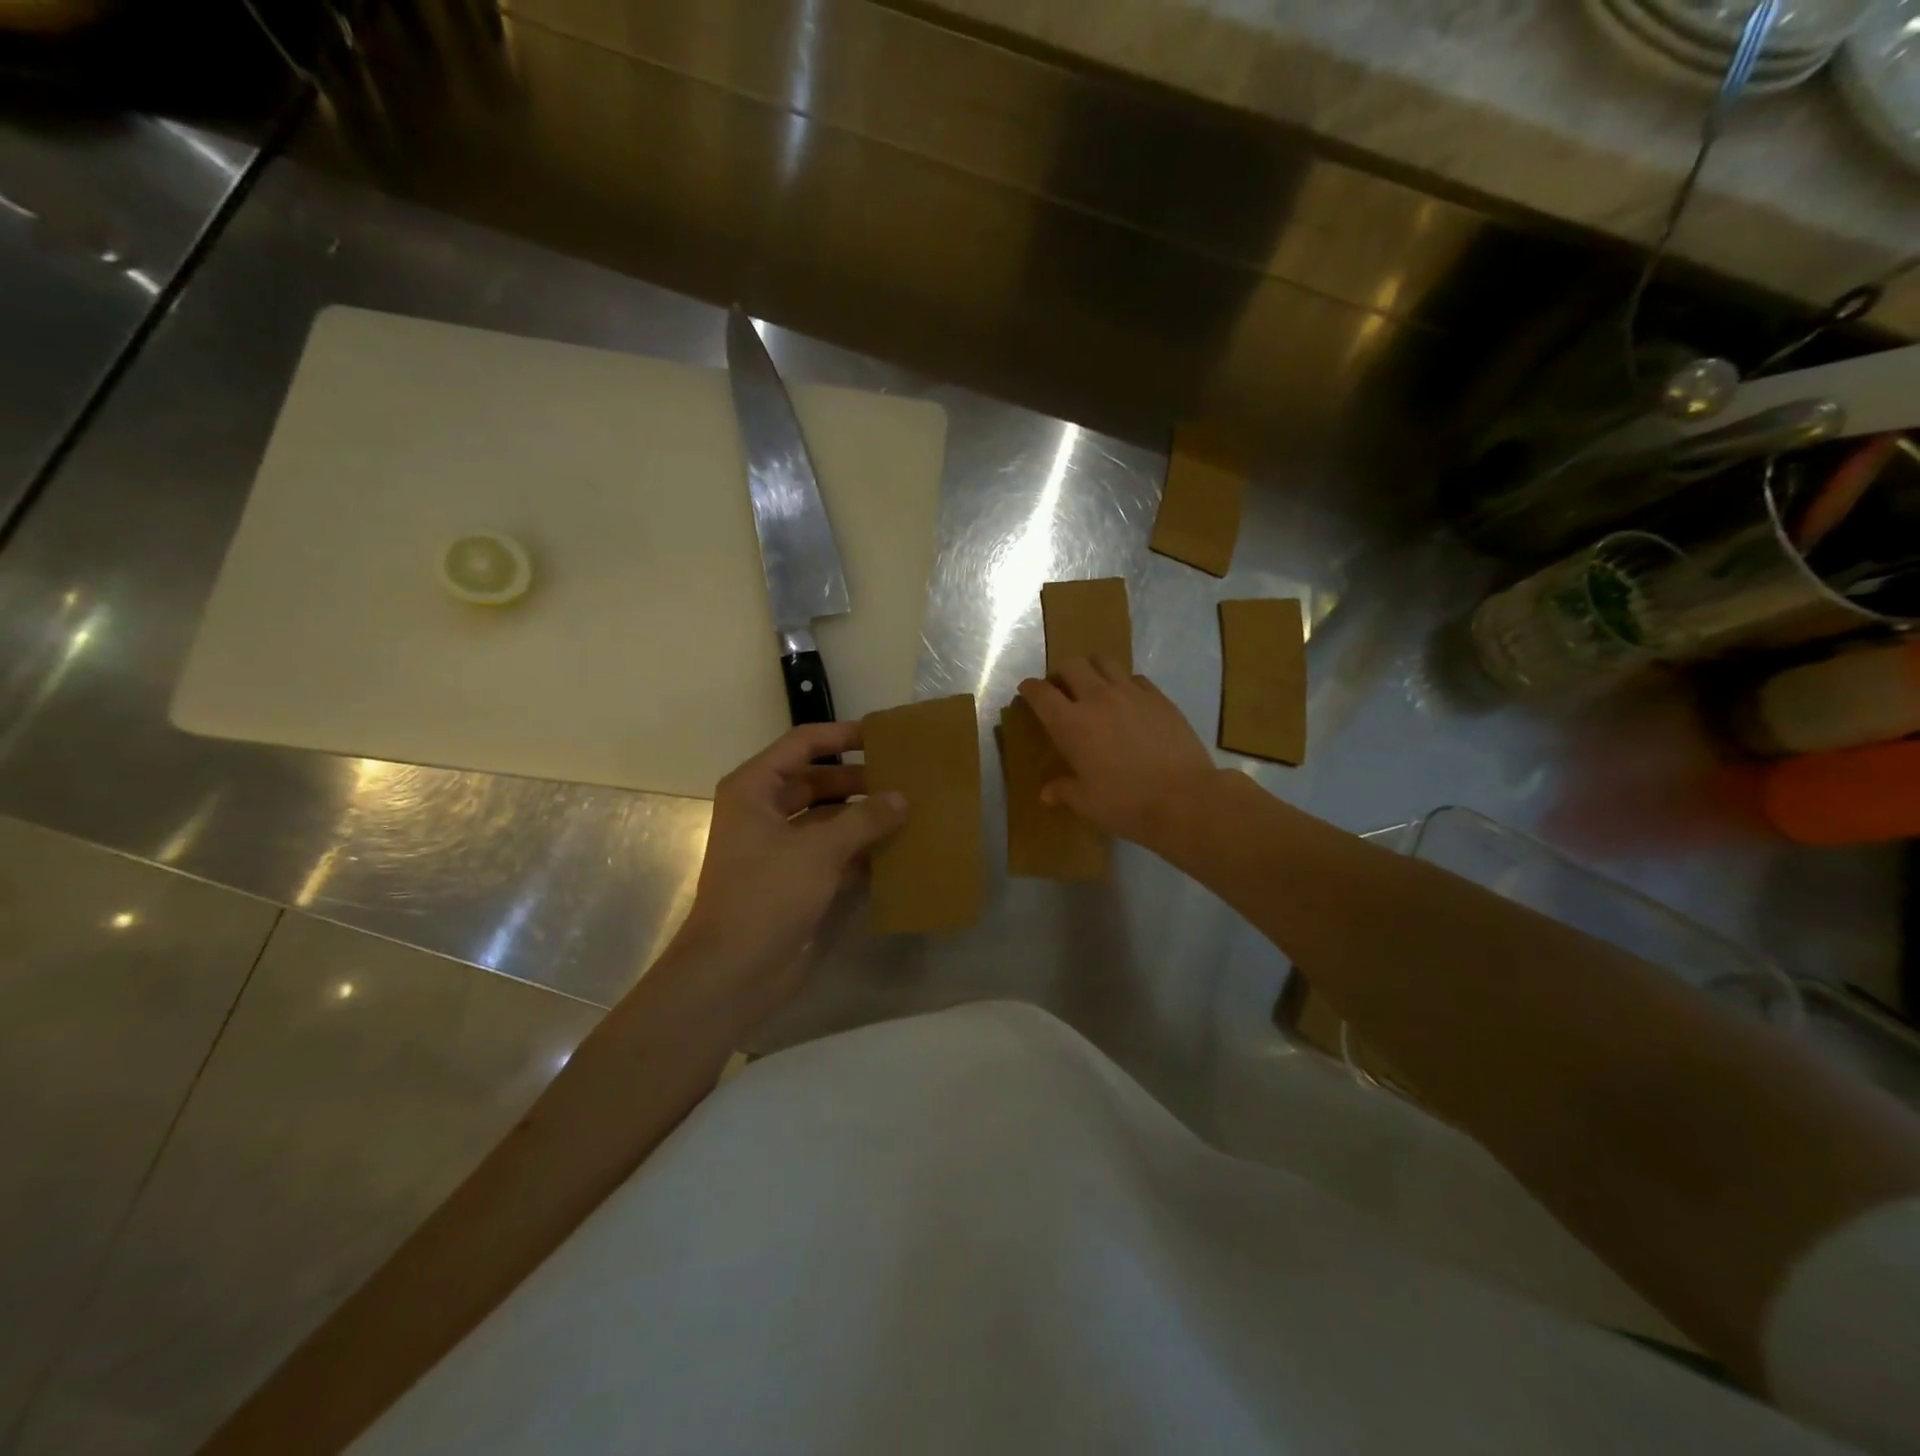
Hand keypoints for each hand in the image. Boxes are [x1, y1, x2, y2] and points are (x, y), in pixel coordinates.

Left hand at [668, 722, 906, 1026]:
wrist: (733, 972)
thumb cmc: (767, 895)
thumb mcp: (819, 850)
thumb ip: (865, 819)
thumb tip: (902, 798)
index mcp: (755, 789)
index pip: (803, 744)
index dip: (842, 736)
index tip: (883, 737)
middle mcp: (765, 811)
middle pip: (818, 781)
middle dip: (860, 781)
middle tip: (906, 779)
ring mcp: (780, 848)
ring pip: (829, 819)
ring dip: (864, 817)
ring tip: (910, 811)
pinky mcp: (795, 880)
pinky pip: (834, 853)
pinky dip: (861, 851)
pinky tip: (898, 851)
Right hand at [1018, 657, 1219, 852]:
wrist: (1183, 798)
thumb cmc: (1125, 803)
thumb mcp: (1087, 803)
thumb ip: (1064, 791)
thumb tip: (1046, 793)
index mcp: (1070, 723)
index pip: (1040, 692)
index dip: (1030, 689)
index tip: (1027, 691)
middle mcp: (1097, 698)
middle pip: (1071, 665)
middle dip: (1061, 673)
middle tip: (1062, 690)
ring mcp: (1131, 693)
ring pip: (1104, 661)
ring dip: (1092, 669)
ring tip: (1094, 687)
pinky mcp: (1159, 697)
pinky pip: (1135, 677)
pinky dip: (1124, 682)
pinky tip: (1128, 700)